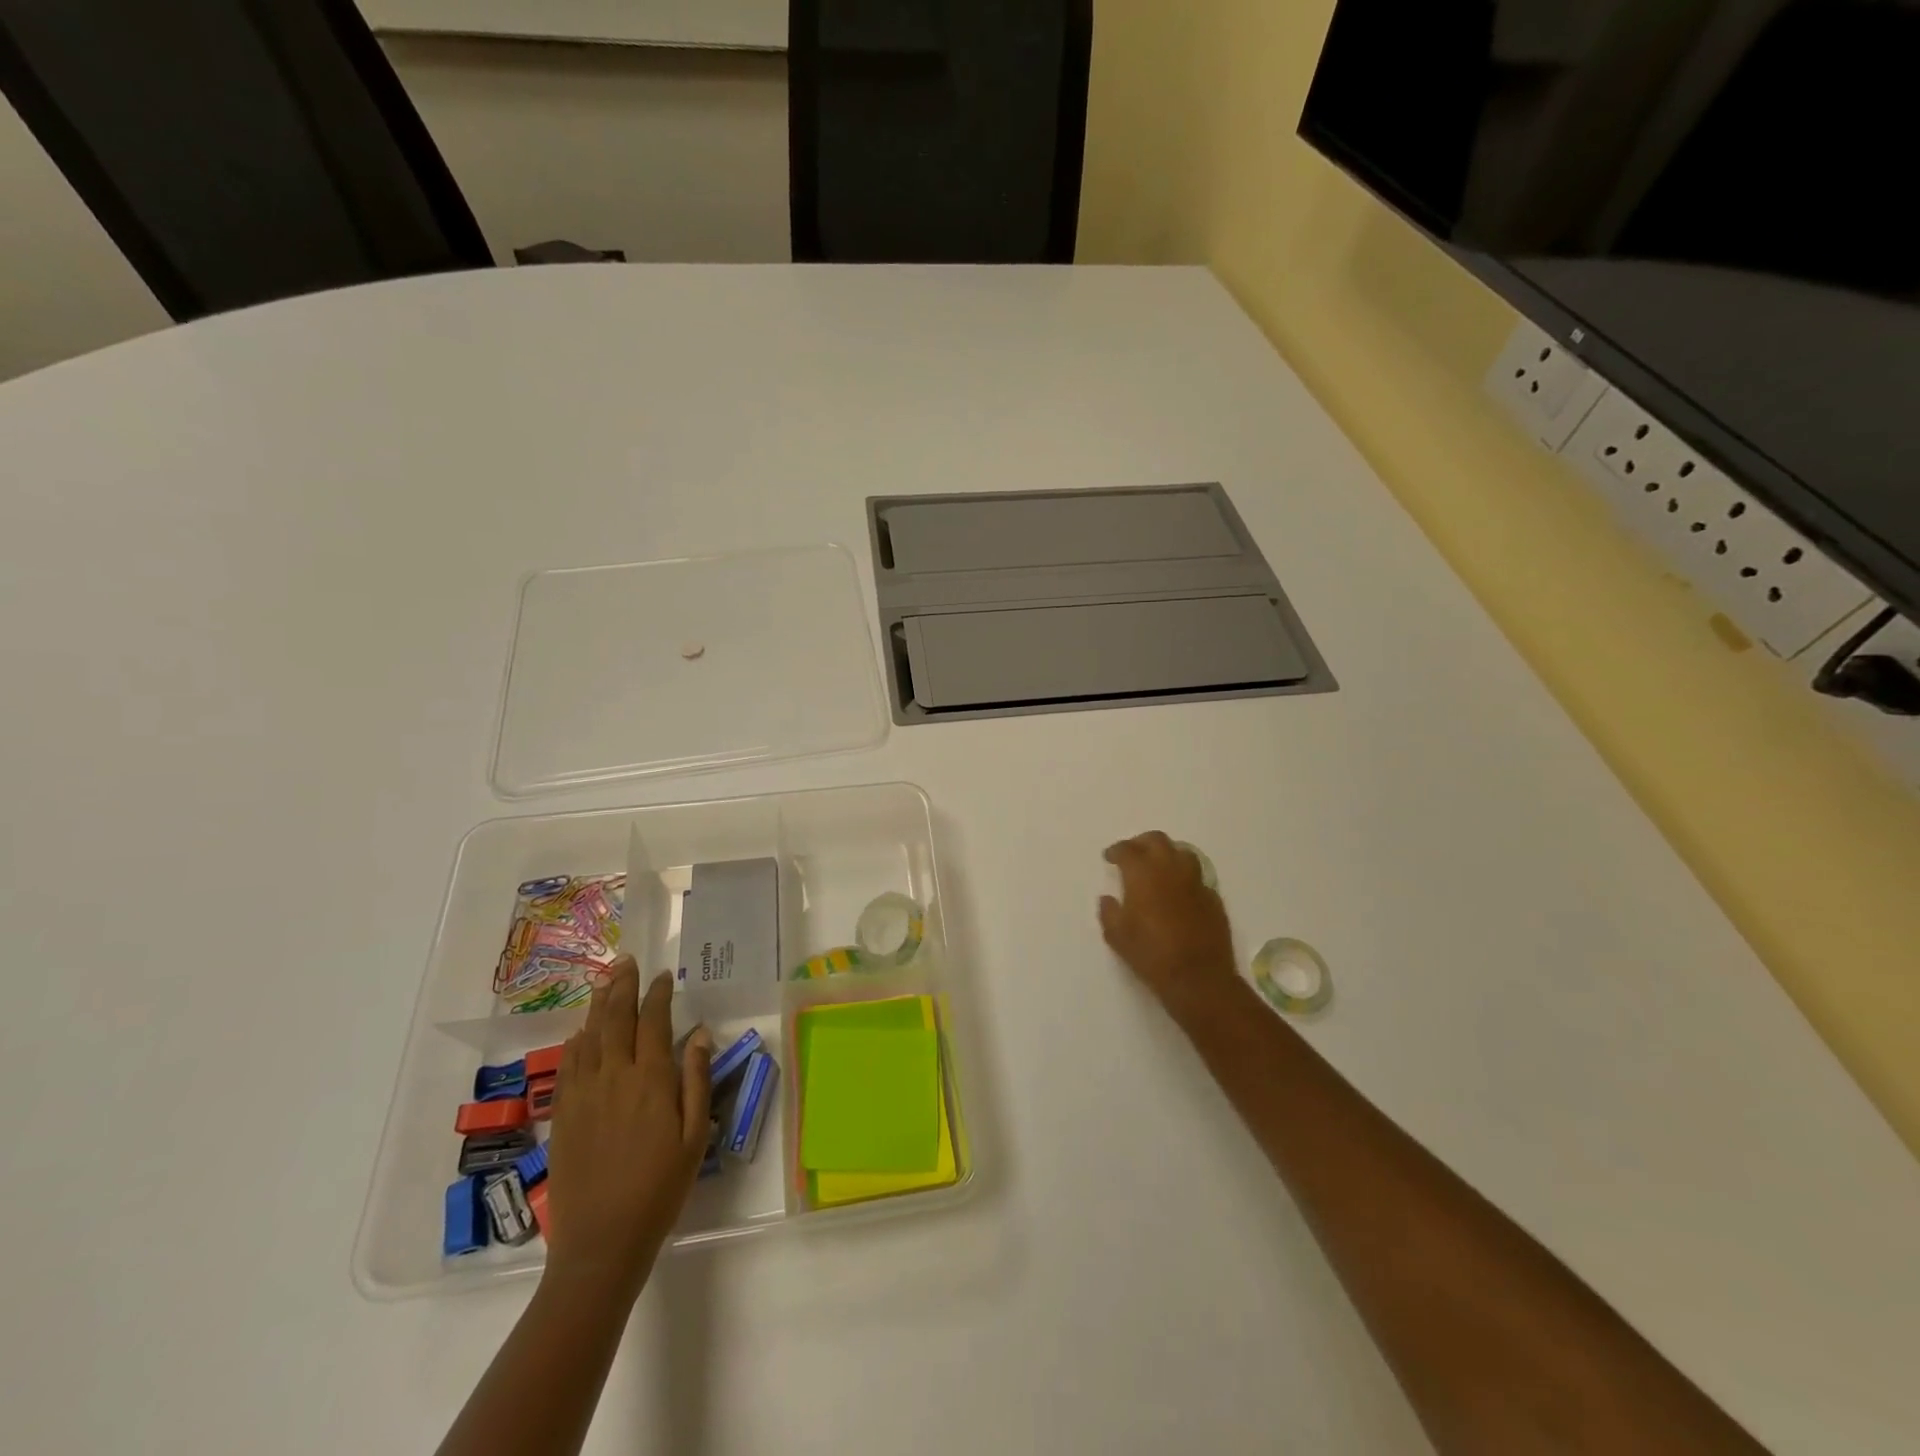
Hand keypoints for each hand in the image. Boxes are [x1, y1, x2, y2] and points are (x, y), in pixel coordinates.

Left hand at [543, 958, 712, 1296]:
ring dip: (598, 1005)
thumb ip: (697, 1081)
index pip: (654, 1021)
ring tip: (604, 981)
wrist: (602, 1241)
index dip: (658, 994)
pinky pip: (568, 1065)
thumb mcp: (694, 1136)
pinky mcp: (563, 1115)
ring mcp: (583, 1095)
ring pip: (589, 1036)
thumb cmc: (660, 1188)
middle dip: (622, 986)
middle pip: (616, 1019)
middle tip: (625, 960)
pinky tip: (581, 1031)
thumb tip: (700, 1035)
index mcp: (651, 1080)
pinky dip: (576, 1041)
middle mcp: (614, 1077)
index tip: (662, 976)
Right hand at [1099, 832, 1240, 1025]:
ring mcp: (1196, 882)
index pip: (1127, 849)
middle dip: (1141, 843)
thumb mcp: (1117, 936)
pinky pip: (1197, 877)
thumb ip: (1109, 912)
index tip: (1110, 858)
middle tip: (1133, 854)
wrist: (1198, 977)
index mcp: (1143, 874)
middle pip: (1157, 840)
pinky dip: (1184, 877)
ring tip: (1158, 867)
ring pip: (1182, 853)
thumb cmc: (1151, 954)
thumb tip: (1108, 899)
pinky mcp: (1213, 898)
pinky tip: (1179, 892)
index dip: (1116, 850)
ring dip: (1167, 854)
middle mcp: (1170, 869)